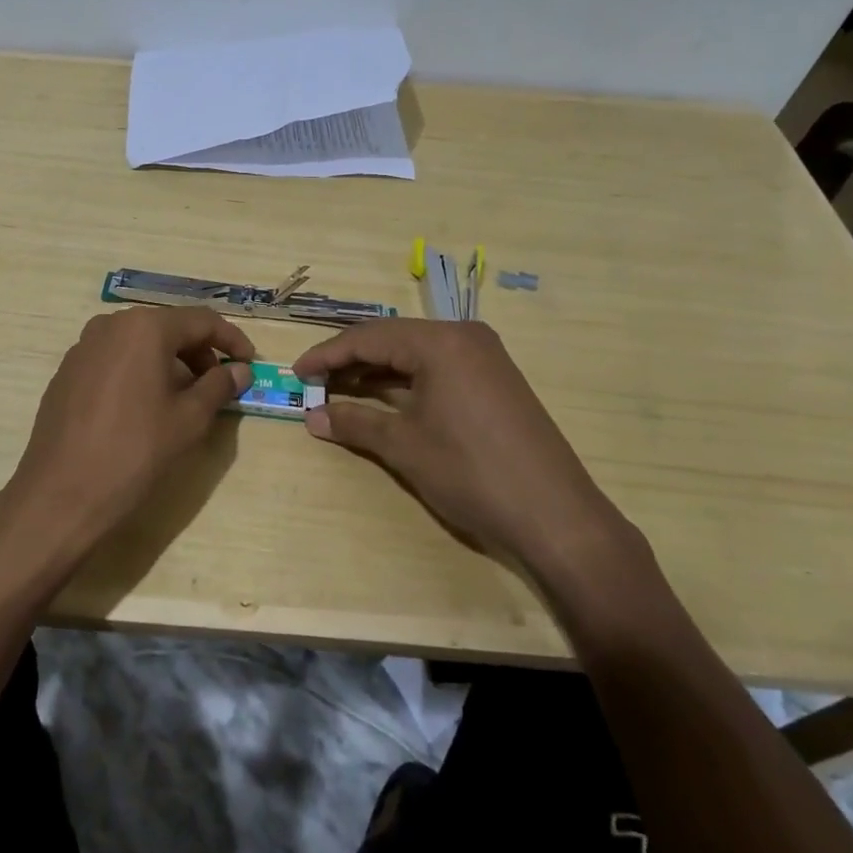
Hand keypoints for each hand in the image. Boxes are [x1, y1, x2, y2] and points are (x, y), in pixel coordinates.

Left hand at [0, 306, 252, 560]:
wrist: (60, 496)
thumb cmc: (134, 452)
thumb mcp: (188, 420)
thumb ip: (219, 386)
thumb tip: (240, 370)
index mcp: (145, 328)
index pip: (201, 320)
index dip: (231, 340)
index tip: (250, 364)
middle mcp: (111, 325)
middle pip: (168, 327)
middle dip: (199, 352)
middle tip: (219, 384)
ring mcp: (83, 347)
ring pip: (139, 343)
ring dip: (169, 362)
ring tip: (185, 398)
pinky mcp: (67, 372)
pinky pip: (114, 359)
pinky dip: (139, 371)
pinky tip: (145, 407)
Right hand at [294, 319, 637, 572]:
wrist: (555, 516)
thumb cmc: (471, 472)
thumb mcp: (404, 446)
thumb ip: (354, 423)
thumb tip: (312, 416)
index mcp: (441, 341)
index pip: (369, 337)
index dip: (328, 354)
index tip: (297, 373)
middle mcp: (464, 336)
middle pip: (392, 339)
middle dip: (350, 360)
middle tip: (315, 382)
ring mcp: (485, 357)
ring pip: (416, 354)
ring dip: (377, 371)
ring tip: (340, 390)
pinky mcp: (496, 381)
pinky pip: (438, 368)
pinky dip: (406, 382)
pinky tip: (384, 399)